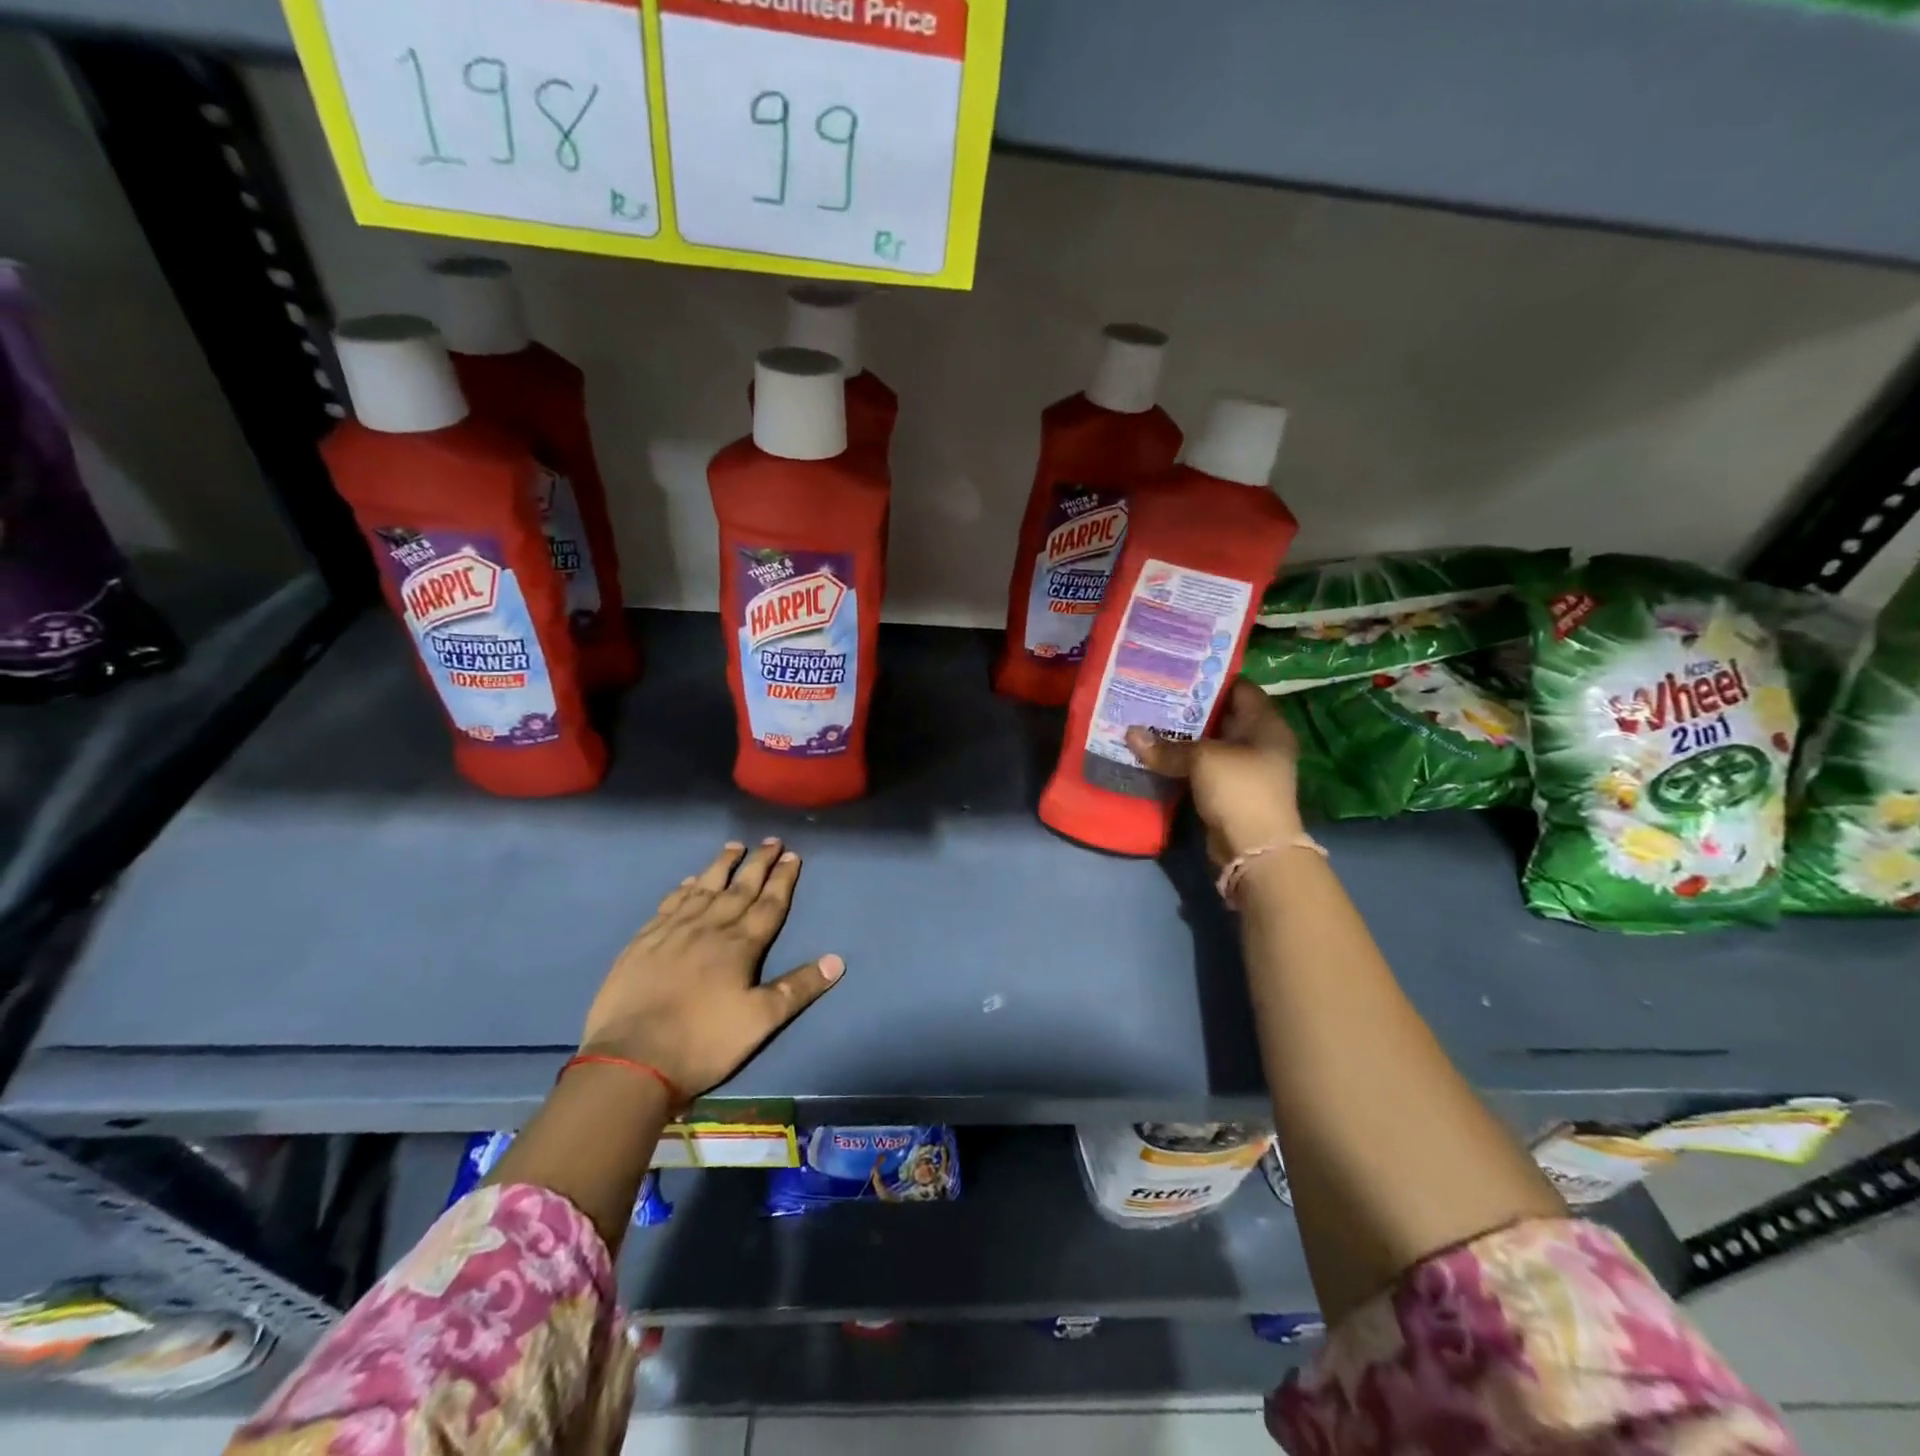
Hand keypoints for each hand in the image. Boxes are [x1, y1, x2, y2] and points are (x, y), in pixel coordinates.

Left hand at [578, 839, 842, 1099]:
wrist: (631, 1060)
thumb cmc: (703, 1042)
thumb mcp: (761, 1022)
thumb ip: (798, 988)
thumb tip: (837, 960)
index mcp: (740, 946)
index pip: (769, 904)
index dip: (783, 880)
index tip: (793, 856)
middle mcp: (709, 928)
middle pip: (739, 889)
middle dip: (758, 864)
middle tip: (771, 841)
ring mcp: (673, 932)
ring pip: (703, 889)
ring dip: (721, 866)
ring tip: (734, 847)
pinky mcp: (643, 942)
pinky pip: (669, 904)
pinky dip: (682, 889)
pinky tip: (689, 881)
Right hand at [1126, 678, 1303, 864]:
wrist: (1255, 849)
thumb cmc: (1239, 789)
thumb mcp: (1202, 760)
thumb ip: (1167, 746)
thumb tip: (1130, 734)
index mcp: (1266, 724)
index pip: (1239, 688)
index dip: (1210, 677)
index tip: (1177, 670)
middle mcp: (1259, 741)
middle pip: (1221, 715)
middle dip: (1189, 707)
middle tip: (1154, 693)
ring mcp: (1245, 767)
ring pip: (1209, 742)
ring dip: (1182, 736)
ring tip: (1148, 719)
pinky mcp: (1229, 789)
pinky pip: (1202, 766)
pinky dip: (1182, 760)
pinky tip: (1155, 752)